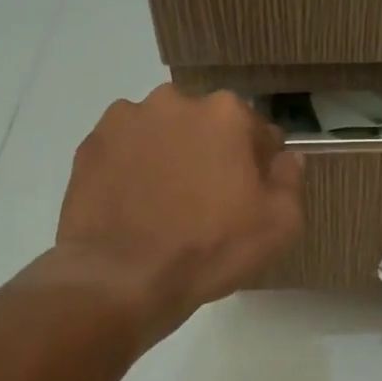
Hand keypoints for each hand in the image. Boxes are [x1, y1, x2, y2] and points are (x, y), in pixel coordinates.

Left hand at [45, 86, 304, 341]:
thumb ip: (291, 180)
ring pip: (164, 133)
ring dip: (172, 155)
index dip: (259, 163)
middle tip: (209, 199)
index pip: (258, 131)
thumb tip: (287, 158)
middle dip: (213, 152)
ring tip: (166, 202)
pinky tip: (136, 204)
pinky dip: (134, 167)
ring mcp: (126, 120)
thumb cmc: (211, 249)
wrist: (122, 279)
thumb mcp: (281, 224)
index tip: (252, 193)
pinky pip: (126, 150)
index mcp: (226, 114)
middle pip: (208, 126)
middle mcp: (175, 102)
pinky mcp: (90, 145)